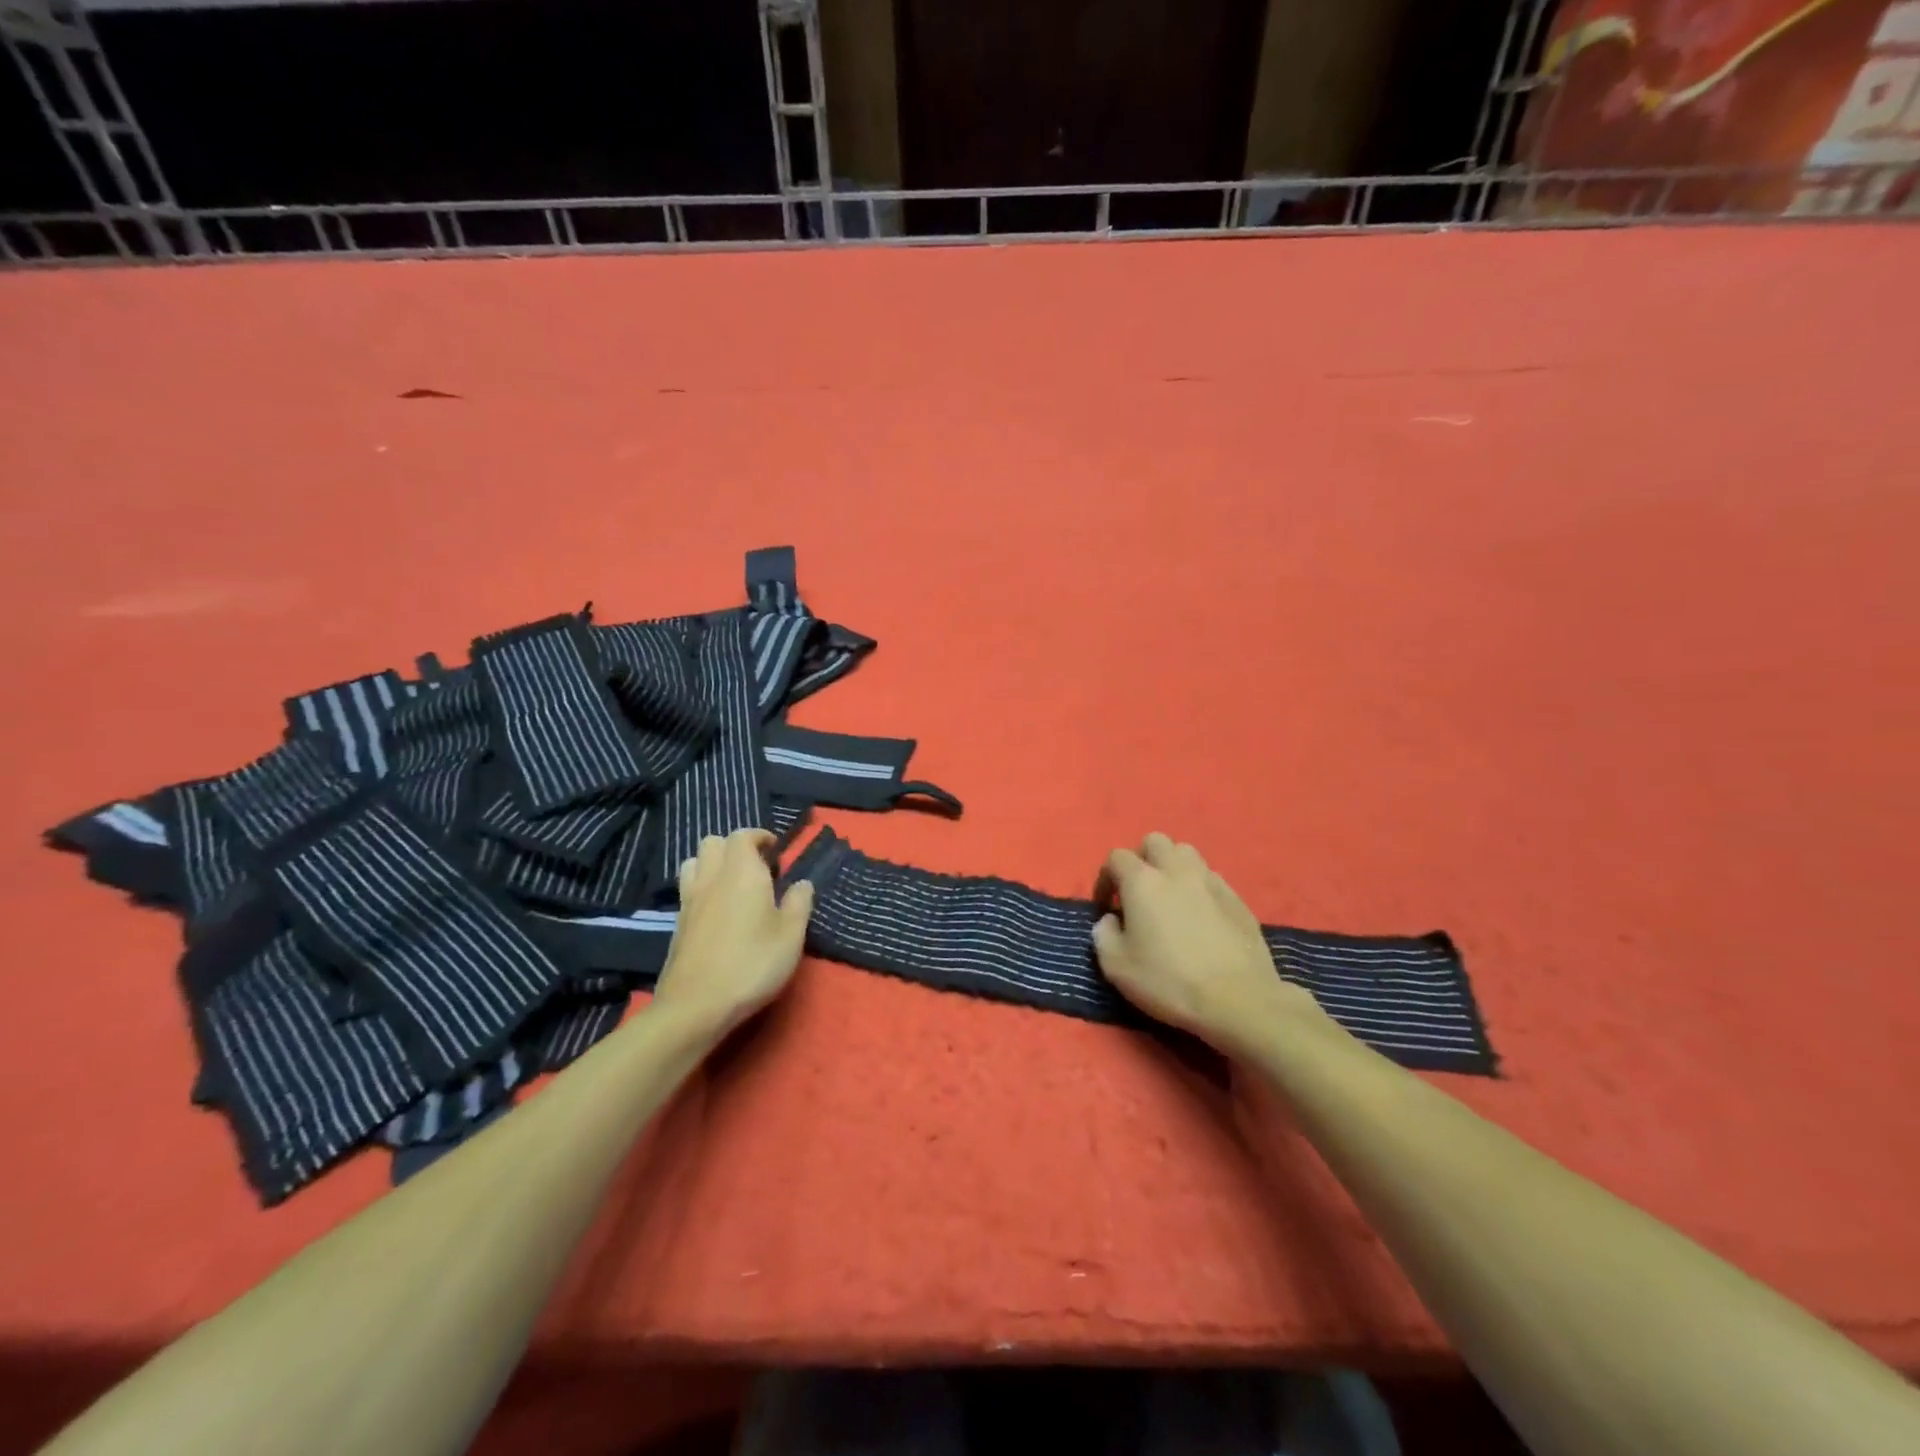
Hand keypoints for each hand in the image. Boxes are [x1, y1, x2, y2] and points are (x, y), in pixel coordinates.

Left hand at [650, 829, 814, 1038]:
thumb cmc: (752, 964)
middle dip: (735, 847)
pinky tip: (717, 912)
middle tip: (757, 867)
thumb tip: (802, 883)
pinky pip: (687, 889)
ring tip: (733, 885)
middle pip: (713, 842)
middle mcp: (712, 878)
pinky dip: (702, 887)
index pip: (743, 836)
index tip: (776, 851)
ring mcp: (689, 900)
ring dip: (713, 863)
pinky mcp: (677, 924)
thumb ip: (799, 903)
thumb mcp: (791, 936)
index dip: (759, 837)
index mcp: (742, 873)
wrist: (696, 1006)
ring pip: (694, 862)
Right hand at [1092, 832, 1321, 1055]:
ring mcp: (1211, 881)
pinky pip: (1211, 878)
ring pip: (1187, 853)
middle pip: (1154, 841)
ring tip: (1170, 898)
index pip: (1116, 857)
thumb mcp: (1116, 967)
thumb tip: (1110, 920)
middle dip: (1141, 859)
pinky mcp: (1238, 899)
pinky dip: (1199, 888)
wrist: (1239, 1000)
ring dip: (1172, 867)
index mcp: (1143, 881)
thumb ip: (1103, 935)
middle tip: (1138, 891)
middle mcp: (1176, 871)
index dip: (1106, 878)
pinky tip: (1200, 916)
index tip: (1107, 907)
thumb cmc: (1169, 981)